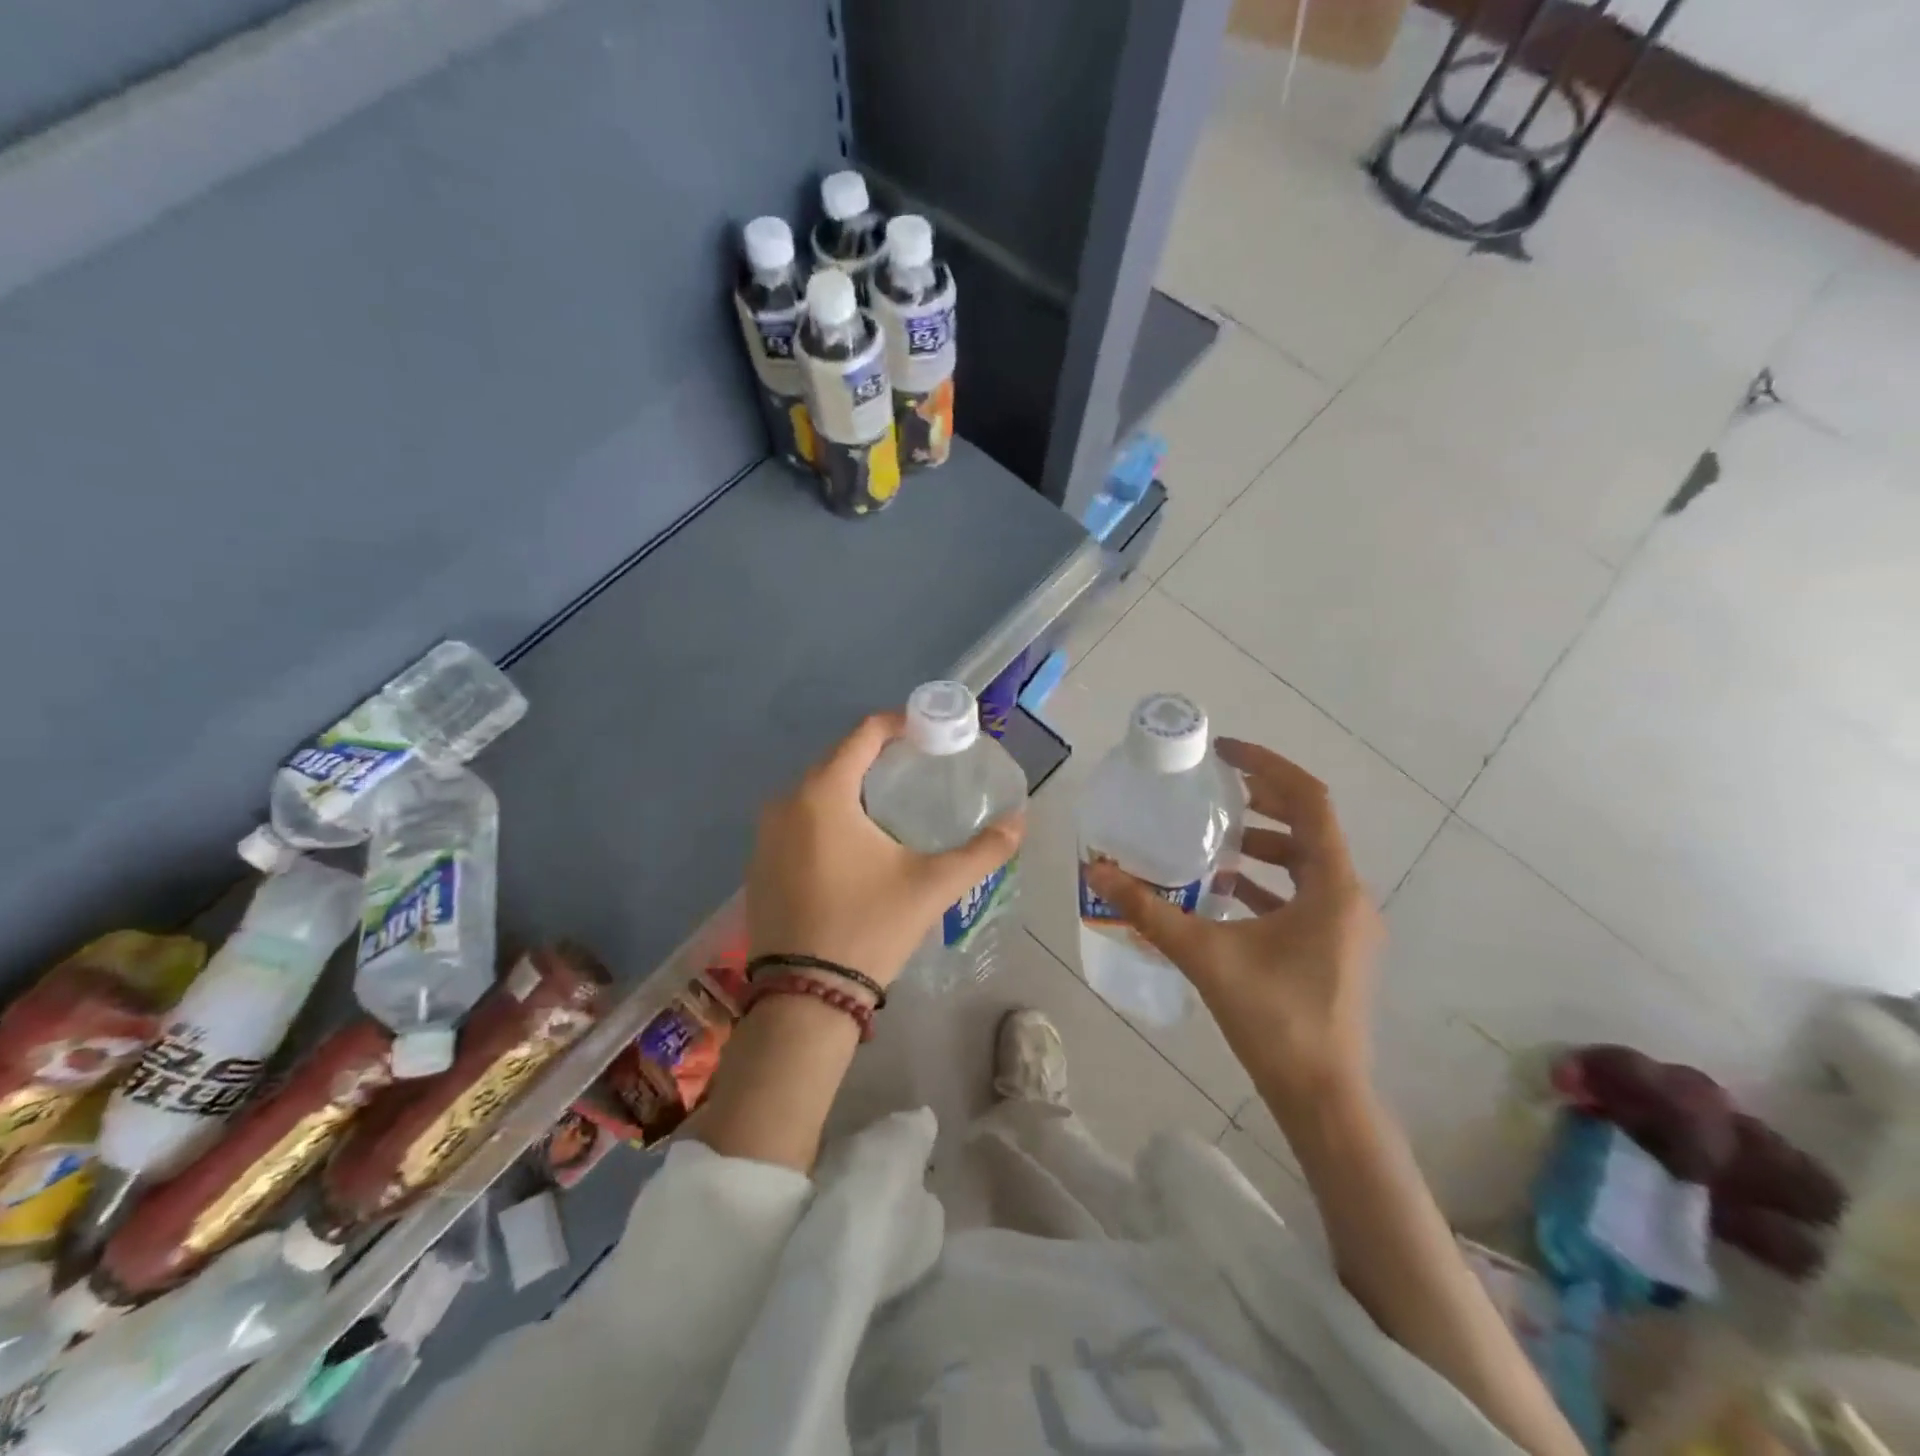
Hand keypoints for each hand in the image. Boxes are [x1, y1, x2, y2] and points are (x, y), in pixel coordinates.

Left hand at [745, 712, 1024, 989]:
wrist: (804, 998)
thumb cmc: (869, 928)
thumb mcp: (932, 885)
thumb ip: (982, 850)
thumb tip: (1020, 823)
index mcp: (823, 793)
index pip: (864, 734)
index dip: (900, 725)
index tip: (930, 733)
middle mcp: (785, 802)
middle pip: (838, 760)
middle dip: (878, 758)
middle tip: (918, 769)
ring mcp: (765, 834)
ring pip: (815, 792)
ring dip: (851, 789)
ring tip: (892, 806)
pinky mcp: (758, 863)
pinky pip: (797, 821)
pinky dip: (827, 819)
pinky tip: (853, 845)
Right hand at [1084, 739, 1382, 1115]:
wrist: (1323, 1098)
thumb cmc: (1274, 1019)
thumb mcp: (1205, 955)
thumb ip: (1149, 911)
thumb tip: (1098, 873)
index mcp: (1332, 886)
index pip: (1310, 800)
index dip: (1268, 766)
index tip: (1224, 754)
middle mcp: (1348, 897)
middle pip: (1310, 826)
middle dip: (1263, 801)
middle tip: (1214, 789)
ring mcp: (1345, 926)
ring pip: (1307, 863)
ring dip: (1264, 844)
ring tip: (1214, 840)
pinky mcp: (1334, 949)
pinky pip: (1303, 895)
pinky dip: (1268, 883)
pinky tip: (1224, 892)